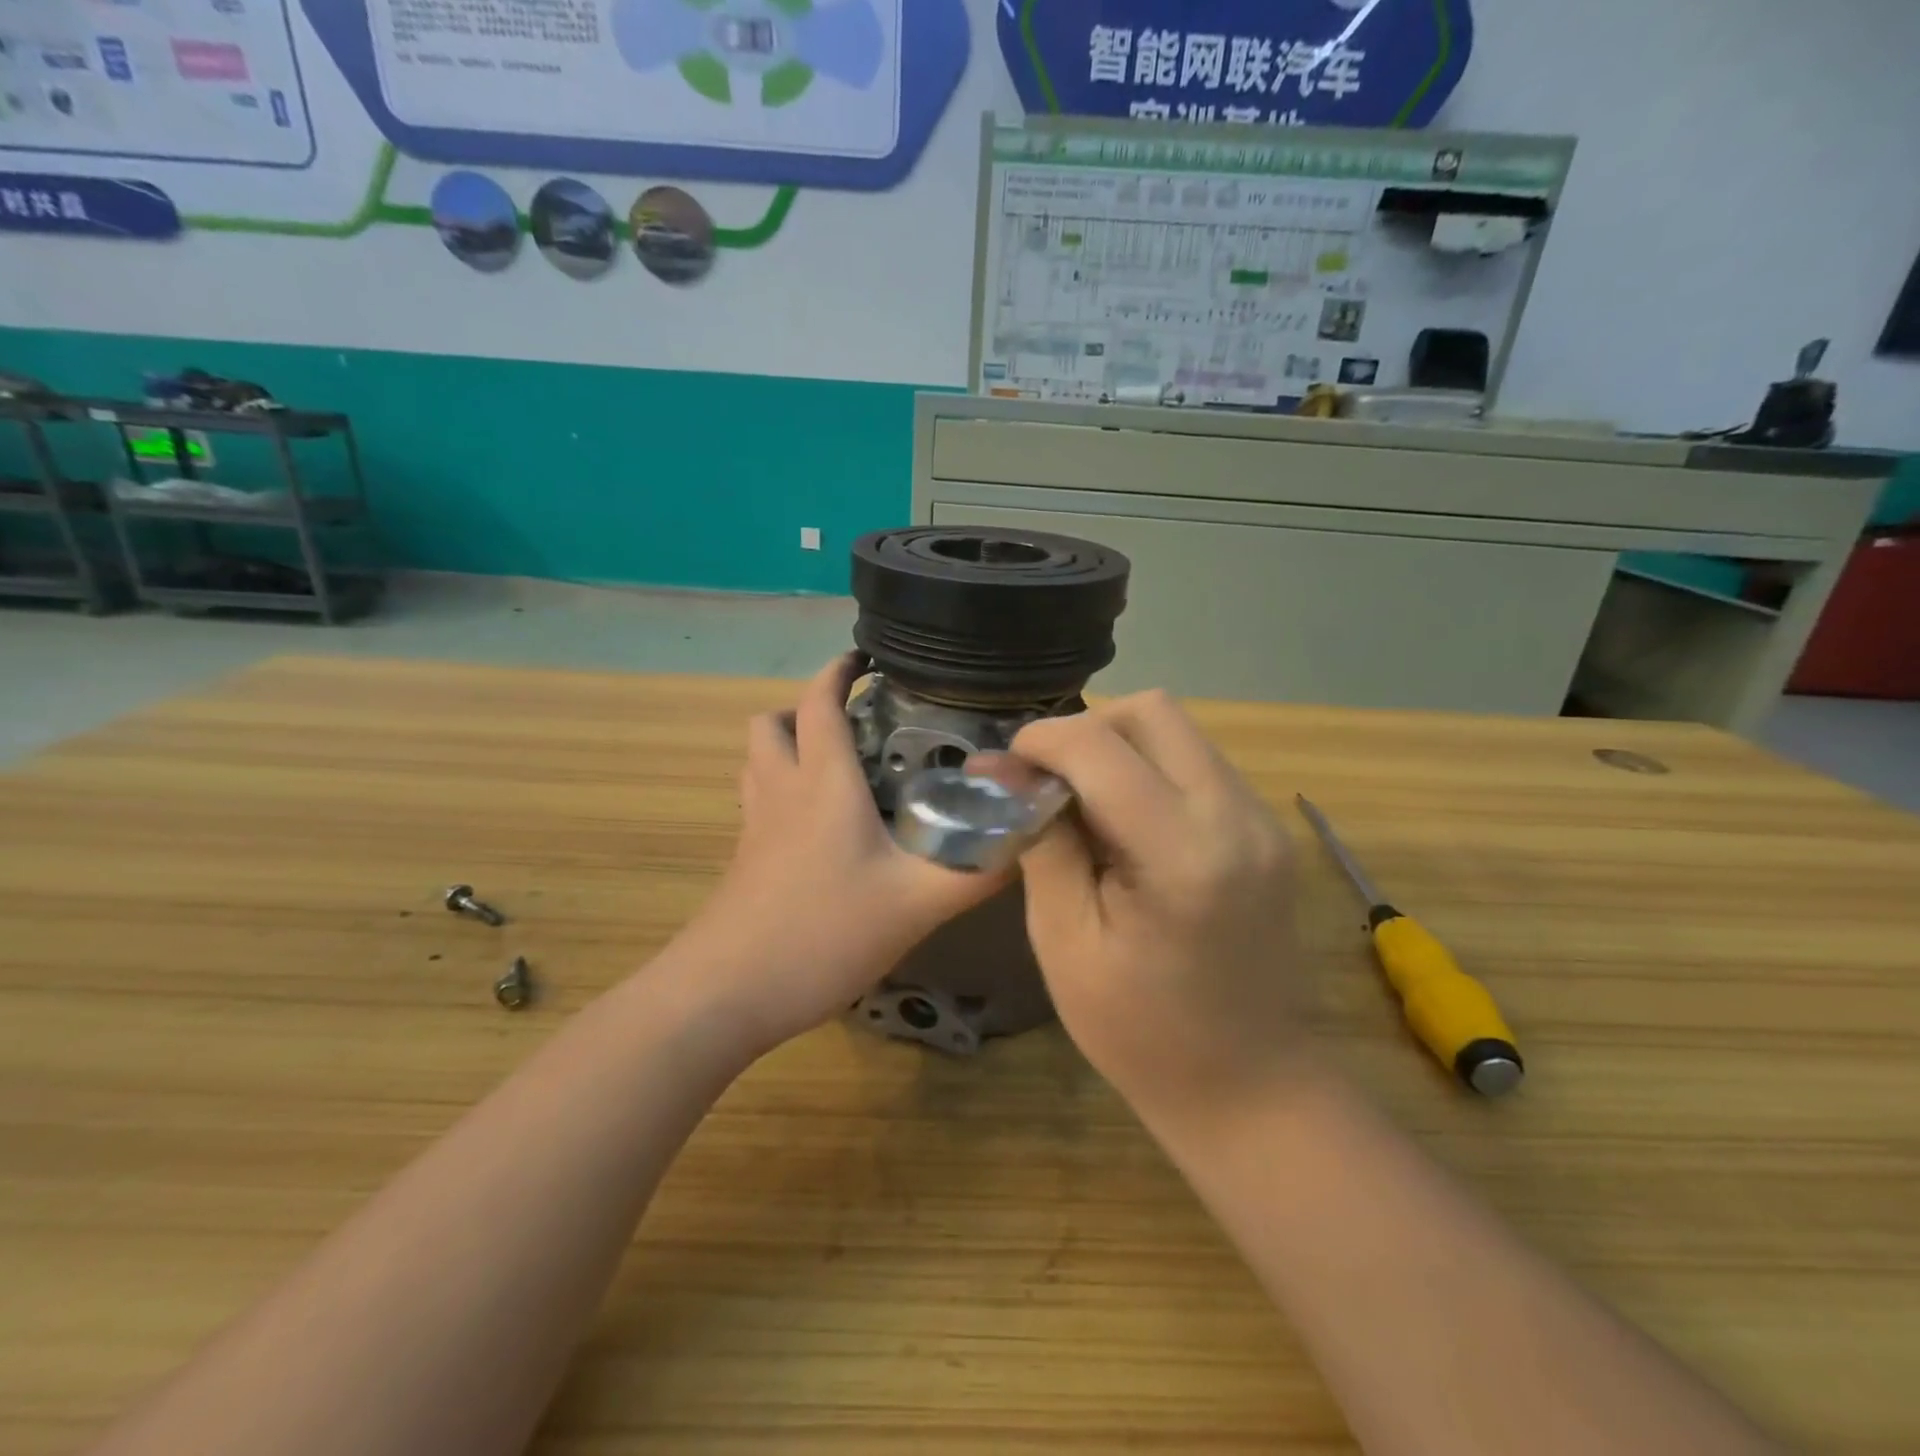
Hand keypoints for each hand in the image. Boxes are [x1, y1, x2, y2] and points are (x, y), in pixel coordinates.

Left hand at [678, 654, 1005, 1054]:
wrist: (727, 994)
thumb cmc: (822, 933)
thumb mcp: (916, 904)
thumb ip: (976, 872)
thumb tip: (1024, 839)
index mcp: (822, 783)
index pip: (819, 702)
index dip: (838, 670)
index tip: (866, 656)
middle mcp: (781, 792)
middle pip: (772, 723)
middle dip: (808, 709)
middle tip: (857, 727)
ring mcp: (753, 827)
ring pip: (758, 761)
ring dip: (789, 746)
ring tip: (838, 767)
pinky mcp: (743, 860)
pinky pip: (758, 801)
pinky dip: (782, 790)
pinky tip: (819, 829)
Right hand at [1010, 691, 1306, 1117]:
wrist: (1250, 1088)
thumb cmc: (1141, 1033)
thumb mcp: (1065, 941)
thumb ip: (1042, 843)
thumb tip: (1010, 775)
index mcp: (1184, 854)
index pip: (1101, 747)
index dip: (1041, 741)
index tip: (1003, 768)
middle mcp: (1238, 817)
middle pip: (1154, 711)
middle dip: (1086, 730)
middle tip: (1045, 780)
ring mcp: (1263, 821)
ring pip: (1179, 731)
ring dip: (1118, 747)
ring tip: (1080, 802)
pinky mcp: (1268, 831)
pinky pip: (1199, 764)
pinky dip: (1150, 770)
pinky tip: (1124, 823)